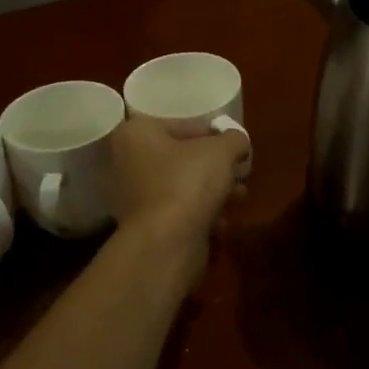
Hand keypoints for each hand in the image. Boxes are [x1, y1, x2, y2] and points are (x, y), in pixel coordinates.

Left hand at [108, 115, 250, 248]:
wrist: (166, 243)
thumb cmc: (188, 182)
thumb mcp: (222, 150)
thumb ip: (234, 139)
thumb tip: (238, 143)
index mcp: (136, 134)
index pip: (183, 125)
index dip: (215, 135)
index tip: (235, 148)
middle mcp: (127, 162)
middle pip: (182, 157)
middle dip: (216, 166)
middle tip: (241, 173)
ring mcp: (133, 197)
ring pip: (182, 186)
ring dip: (214, 190)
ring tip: (239, 197)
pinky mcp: (145, 227)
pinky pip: (178, 212)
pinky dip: (200, 215)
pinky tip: (222, 222)